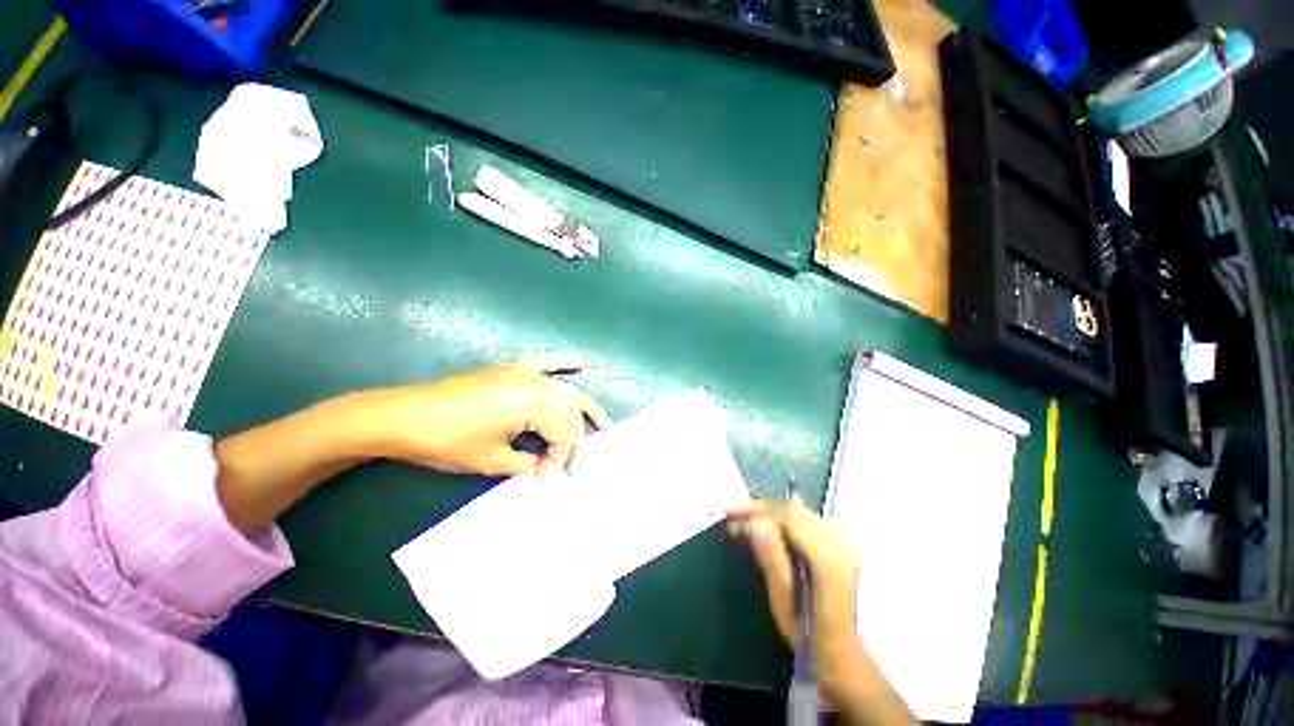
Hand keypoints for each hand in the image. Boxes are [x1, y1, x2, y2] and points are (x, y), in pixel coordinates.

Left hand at [371, 353, 612, 475]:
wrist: (410, 418)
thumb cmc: (452, 442)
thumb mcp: (495, 461)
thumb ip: (528, 463)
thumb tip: (543, 466)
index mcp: (534, 401)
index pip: (566, 433)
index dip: (562, 461)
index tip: (548, 481)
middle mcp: (534, 380)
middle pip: (570, 411)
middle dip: (575, 442)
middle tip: (574, 469)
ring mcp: (519, 370)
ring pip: (563, 387)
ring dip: (582, 406)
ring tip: (603, 425)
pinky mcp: (504, 370)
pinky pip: (541, 363)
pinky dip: (561, 363)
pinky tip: (578, 362)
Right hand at [728, 499, 860, 677]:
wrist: (841, 650)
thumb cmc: (807, 634)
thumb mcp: (783, 602)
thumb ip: (772, 560)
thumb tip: (753, 524)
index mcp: (828, 557)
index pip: (791, 518)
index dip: (758, 510)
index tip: (727, 514)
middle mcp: (842, 543)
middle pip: (799, 511)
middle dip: (764, 509)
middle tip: (730, 515)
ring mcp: (846, 544)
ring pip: (806, 516)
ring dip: (775, 516)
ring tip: (744, 523)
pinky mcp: (844, 550)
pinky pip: (813, 526)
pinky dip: (788, 525)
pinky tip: (769, 534)